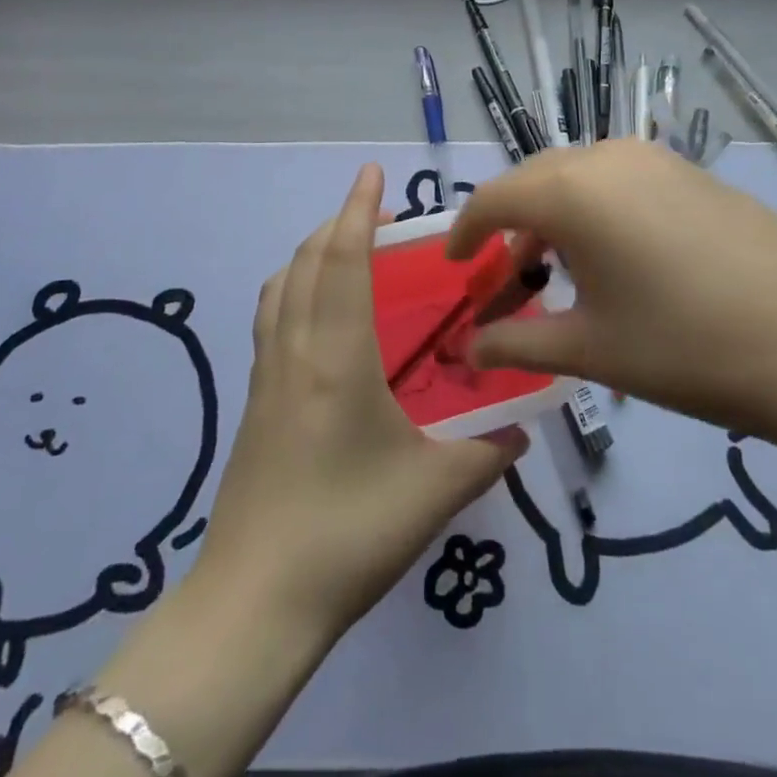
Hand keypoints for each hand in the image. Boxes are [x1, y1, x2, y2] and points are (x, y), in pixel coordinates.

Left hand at [195, 163, 526, 643]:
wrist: (256, 603)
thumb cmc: (349, 533)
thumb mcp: (435, 491)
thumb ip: (488, 451)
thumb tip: (522, 424)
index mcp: (338, 358)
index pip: (343, 261)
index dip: (357, 210)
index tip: (373, 172)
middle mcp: (296, 351)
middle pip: (307, 262)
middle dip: (338, 222)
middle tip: (373, 209)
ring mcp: (267, 376)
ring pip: (281, 287)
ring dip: (310, 252)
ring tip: (344, 249)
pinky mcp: (254, 402)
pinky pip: (271, 318)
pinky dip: (292, 287)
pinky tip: (316, 313)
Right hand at [450, 140, 776, 447]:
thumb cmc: (685, 347)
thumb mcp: (590, 349)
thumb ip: (517, 344)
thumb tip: (468, 350)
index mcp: (569, 191)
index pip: (492, 199)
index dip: (464, 232)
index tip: (453, 266)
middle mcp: (604, 157)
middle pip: (533, 181)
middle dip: (507, 224)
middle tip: (503, 276)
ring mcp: (653, 158)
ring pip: (577, 176)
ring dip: (552, 215)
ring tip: (556, 270)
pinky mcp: (688, 170)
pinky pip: (618, 179)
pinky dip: (594, 208)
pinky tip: (614, 255)